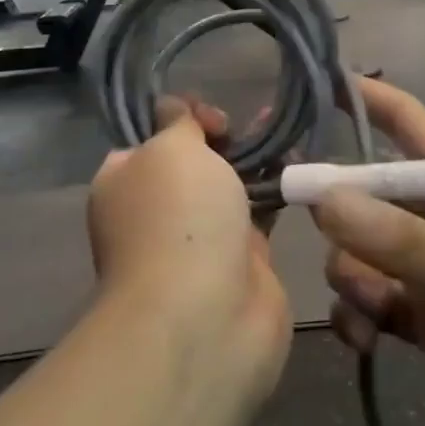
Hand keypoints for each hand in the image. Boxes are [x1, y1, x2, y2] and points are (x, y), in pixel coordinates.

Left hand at [87, 100, 291, 395]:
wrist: (206, 316)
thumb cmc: (177, 219)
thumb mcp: (169, 149)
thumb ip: (177, 123)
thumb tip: (172, 109)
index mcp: (123, 182)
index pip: (150, 139)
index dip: (181, 118)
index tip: (210, 117)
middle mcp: (156, 210)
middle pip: (193, 162)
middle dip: (222, 139)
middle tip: (249, 125)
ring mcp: (199, 239)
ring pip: (229, 187)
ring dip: (255, 160)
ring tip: (287, 131)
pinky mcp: (242, 262)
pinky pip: (260, 215)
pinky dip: (277, 191)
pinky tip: (300, 167)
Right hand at [314, 78, 424, 425]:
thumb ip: (406, 241)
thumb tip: (320, 200)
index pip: (404, 122)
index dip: (358, 98)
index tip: (301, 89)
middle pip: (364, 193)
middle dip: (329, 204)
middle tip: (284, 218)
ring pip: (359, 253)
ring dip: (348, 274)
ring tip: (369, 308)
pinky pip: (370, 306)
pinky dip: (356, 317)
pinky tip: (362, 340)